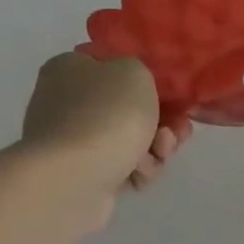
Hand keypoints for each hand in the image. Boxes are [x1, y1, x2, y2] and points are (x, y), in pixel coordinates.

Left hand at [20, 53, 191, 192]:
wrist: (73, 178)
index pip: (113, 65)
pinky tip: (140, 174)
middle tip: (177, 130)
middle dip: (161, 120)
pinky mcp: (81, 174)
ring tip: (160, 153)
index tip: (172, 95)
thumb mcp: (135, 71)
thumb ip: (140, 69)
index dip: (147, 79)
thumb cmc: (106, 114)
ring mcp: (72, 141)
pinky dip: (138, 170)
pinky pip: (122, 166)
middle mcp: (65, 101)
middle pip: (128, 107)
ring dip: (155, 146)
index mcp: (70, 68)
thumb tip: (132, 87)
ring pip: (130, 139)